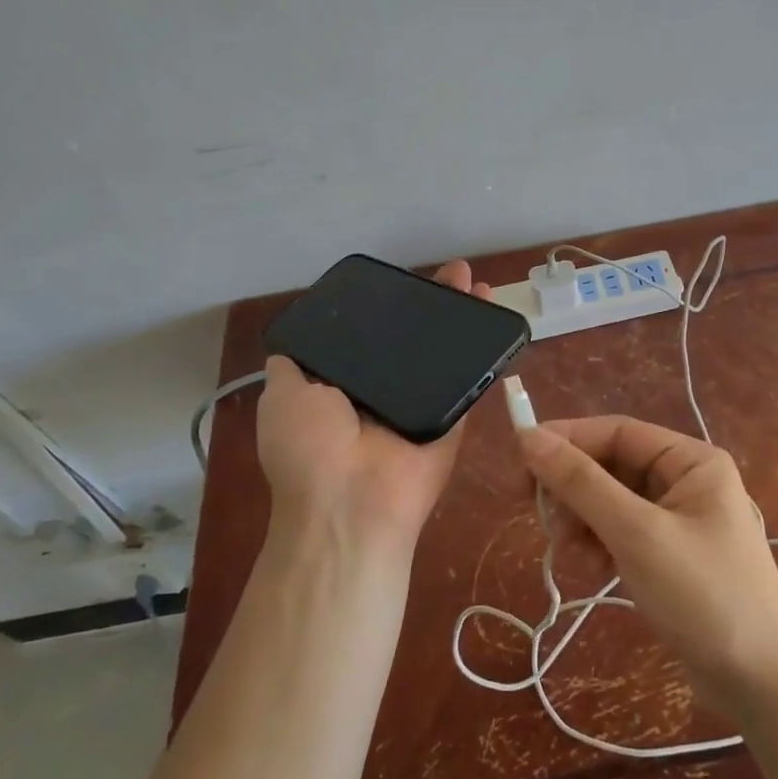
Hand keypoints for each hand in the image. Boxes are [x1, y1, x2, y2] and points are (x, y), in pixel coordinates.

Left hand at [256, 260, 492, 561]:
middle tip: (454, 274)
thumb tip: (294, 344)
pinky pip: (470, 379)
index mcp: (343, 387)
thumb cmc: (310, 448)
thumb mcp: (282, 398)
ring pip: (444, 352)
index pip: (368, 336)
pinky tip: (495, 315)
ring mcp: (423, 403)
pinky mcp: (454, 416)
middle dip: (432, 305)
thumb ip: (293, 367)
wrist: (353, 505)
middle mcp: (384, 392)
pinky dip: (484, 350)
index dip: (385, 307)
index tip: (400, 281)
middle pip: (412, 338)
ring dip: (462, 318)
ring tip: (478, 283)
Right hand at [518, 416, 777, 715]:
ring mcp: (678, 520)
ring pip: (610, 502)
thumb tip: (529, 436)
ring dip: (583, 521)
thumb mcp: (636, 534)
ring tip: (569, 552)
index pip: (616, 431)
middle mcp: (686, 481)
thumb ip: (581, 483)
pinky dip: (599, 544)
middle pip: (611, 466)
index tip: (520, 460)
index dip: (567, 440)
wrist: (764, 686)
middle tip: (541, 517)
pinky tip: (592, 569)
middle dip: (574, 489)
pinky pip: (621, 533)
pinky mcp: (669, 556)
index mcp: (691, 460)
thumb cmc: (704, 596)